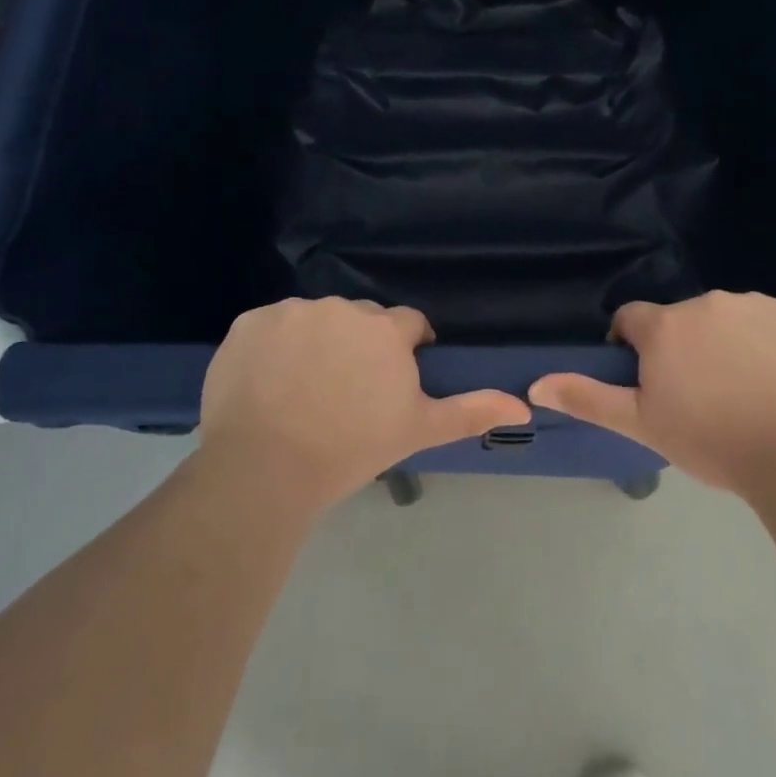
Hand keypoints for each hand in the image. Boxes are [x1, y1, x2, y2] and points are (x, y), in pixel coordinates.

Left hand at [198, 298, 531, 511]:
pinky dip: (274, 346)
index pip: (407, 323)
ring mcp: (291, 312)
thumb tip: (526, 407)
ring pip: (315, 319)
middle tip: (348, 389)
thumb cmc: (351, 448)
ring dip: (317, 341)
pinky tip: (268, 383)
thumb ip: (471, 411)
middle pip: (361, 319)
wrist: (265, 469)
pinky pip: (271, 327)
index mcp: (384, 329)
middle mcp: (340, 307)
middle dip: (361, 344)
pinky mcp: (249, 322)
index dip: (406, 349)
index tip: (394, 379)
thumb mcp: (418, 430)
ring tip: (305, 388)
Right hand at [529, 291, 775, 494]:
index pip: (630, 320)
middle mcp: (706, 302)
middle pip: (679, 320)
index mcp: (665, 326)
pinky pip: (766, 320)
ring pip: (723, 318)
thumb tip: (536, 384)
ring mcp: (754, 304)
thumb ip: (587, 398)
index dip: (632, 348)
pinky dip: (764, 341)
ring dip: (722, 342)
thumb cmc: (711, 441)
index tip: (649, 382)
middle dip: (680, 348)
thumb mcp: (641, 424)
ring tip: (741, 389)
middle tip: (699, 394)